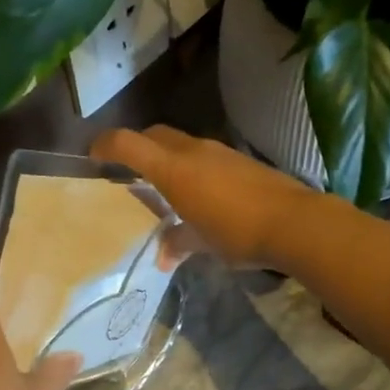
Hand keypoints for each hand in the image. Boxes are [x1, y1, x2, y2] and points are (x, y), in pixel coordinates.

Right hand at [91, 126, 316, 268]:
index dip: (105, 145)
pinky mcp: (240, 159)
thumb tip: (164, 255)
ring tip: (163, 186)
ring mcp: (219, 151)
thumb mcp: (202, 243)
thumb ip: (178, 242)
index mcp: (173, 168)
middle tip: (127, 171)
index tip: (93, 157)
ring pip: (180, 143)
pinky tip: (199, 193)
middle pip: (153, 135)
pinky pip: (203, 155)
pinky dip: (191, 166)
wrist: (295, 222)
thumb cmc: (238, 232)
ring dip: (166, 157)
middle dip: (135, 147)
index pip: (127, 142)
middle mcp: (193, 150)